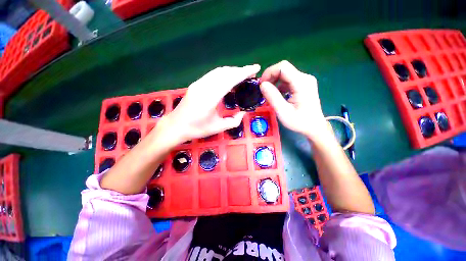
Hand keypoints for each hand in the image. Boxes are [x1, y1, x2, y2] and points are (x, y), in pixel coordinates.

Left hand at [163, 65, 260, 143]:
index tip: (255, 68)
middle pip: (225, 72)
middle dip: (240, 70)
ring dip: (232, 71)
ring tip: (242, 75)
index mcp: (210, 97)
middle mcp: (204, 86)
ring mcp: (199, 84)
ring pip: (218, 71)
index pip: (230, 79)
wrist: (175, 126)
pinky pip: (213, 75)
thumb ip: (234, 121)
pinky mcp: (196, 84)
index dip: (244, 72)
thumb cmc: (197, 129)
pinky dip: (224, 74)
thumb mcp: (218, 128)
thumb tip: (243, 113)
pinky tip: (228, 79)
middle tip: (251, 73)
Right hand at [260, 61, 329, 139]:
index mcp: (302, 83)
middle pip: (283, 69)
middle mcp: (305, 78)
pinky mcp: (303, 84)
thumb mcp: (283, 112)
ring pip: (285, 74)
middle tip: (263, 91)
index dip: (269, 73)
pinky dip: (279, 85)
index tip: (261, 85)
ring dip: (274, 82)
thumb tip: (262, 84)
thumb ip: (273, 97)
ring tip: (269, 94)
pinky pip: (288, 80)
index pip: (283, 67)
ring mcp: (305, 81)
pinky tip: (277, 95)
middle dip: (270, 78)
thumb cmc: (299, 122)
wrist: (314, 127)